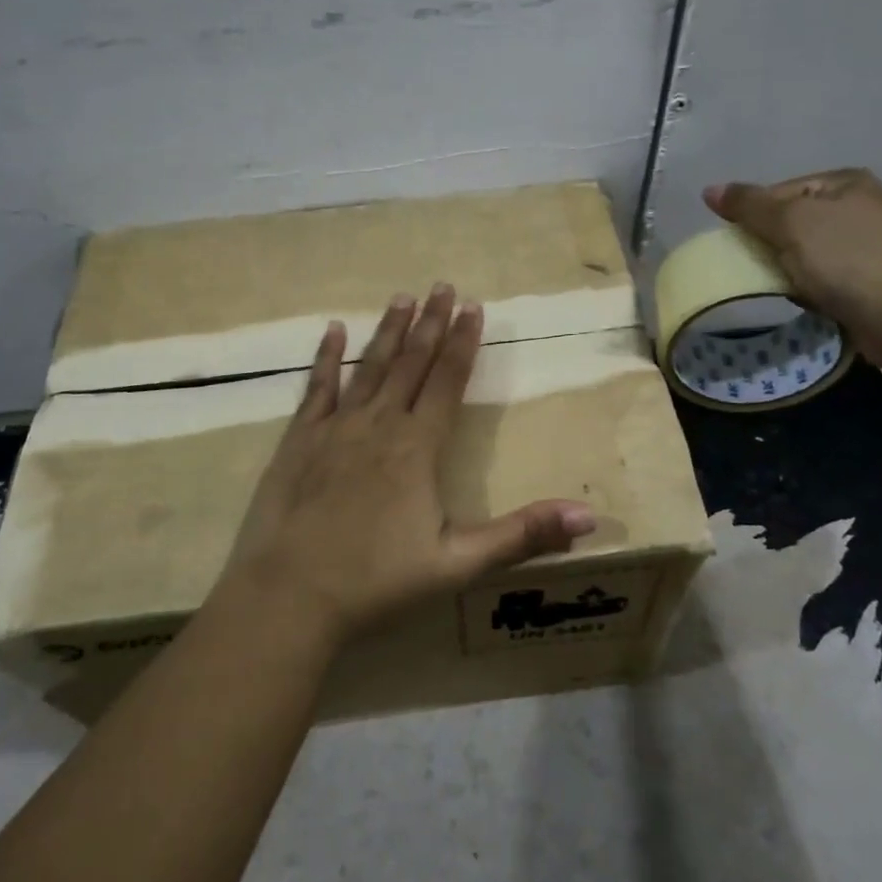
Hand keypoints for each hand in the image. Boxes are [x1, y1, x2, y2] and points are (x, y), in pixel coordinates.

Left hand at [218, 285, 596, 644]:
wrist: (291, 596)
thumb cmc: (378, 581)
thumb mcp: (459, 563)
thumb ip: (523, 534)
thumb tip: (589, 517)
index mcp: (418, 447)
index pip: (448, 381)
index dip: (463, 343)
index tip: (473, 306)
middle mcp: (379, 424)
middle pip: (411, 363)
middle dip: (430, 323)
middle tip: (442, 286)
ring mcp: (336, 428)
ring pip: (370, 367)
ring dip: (388, 331)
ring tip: (402, 297)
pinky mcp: (300, 439)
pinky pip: (317, 387)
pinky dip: (326, 357)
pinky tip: (332, 330)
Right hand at [703, 168, 881, 371]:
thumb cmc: (846, 259)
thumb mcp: (790, 223)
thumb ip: (749, 205)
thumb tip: (709, 190)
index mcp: (846, 183)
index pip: (780, 191)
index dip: (755, 216)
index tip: (743, 243)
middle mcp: (861, 207)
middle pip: (791, 223)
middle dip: (772, 246)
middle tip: (759, 267)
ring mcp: (868, 245)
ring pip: (804, 253)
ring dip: (788, 270)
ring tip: (785, 287)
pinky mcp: (870, 280)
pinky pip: (822, 278)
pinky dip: (808, 289)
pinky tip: (806, 301)